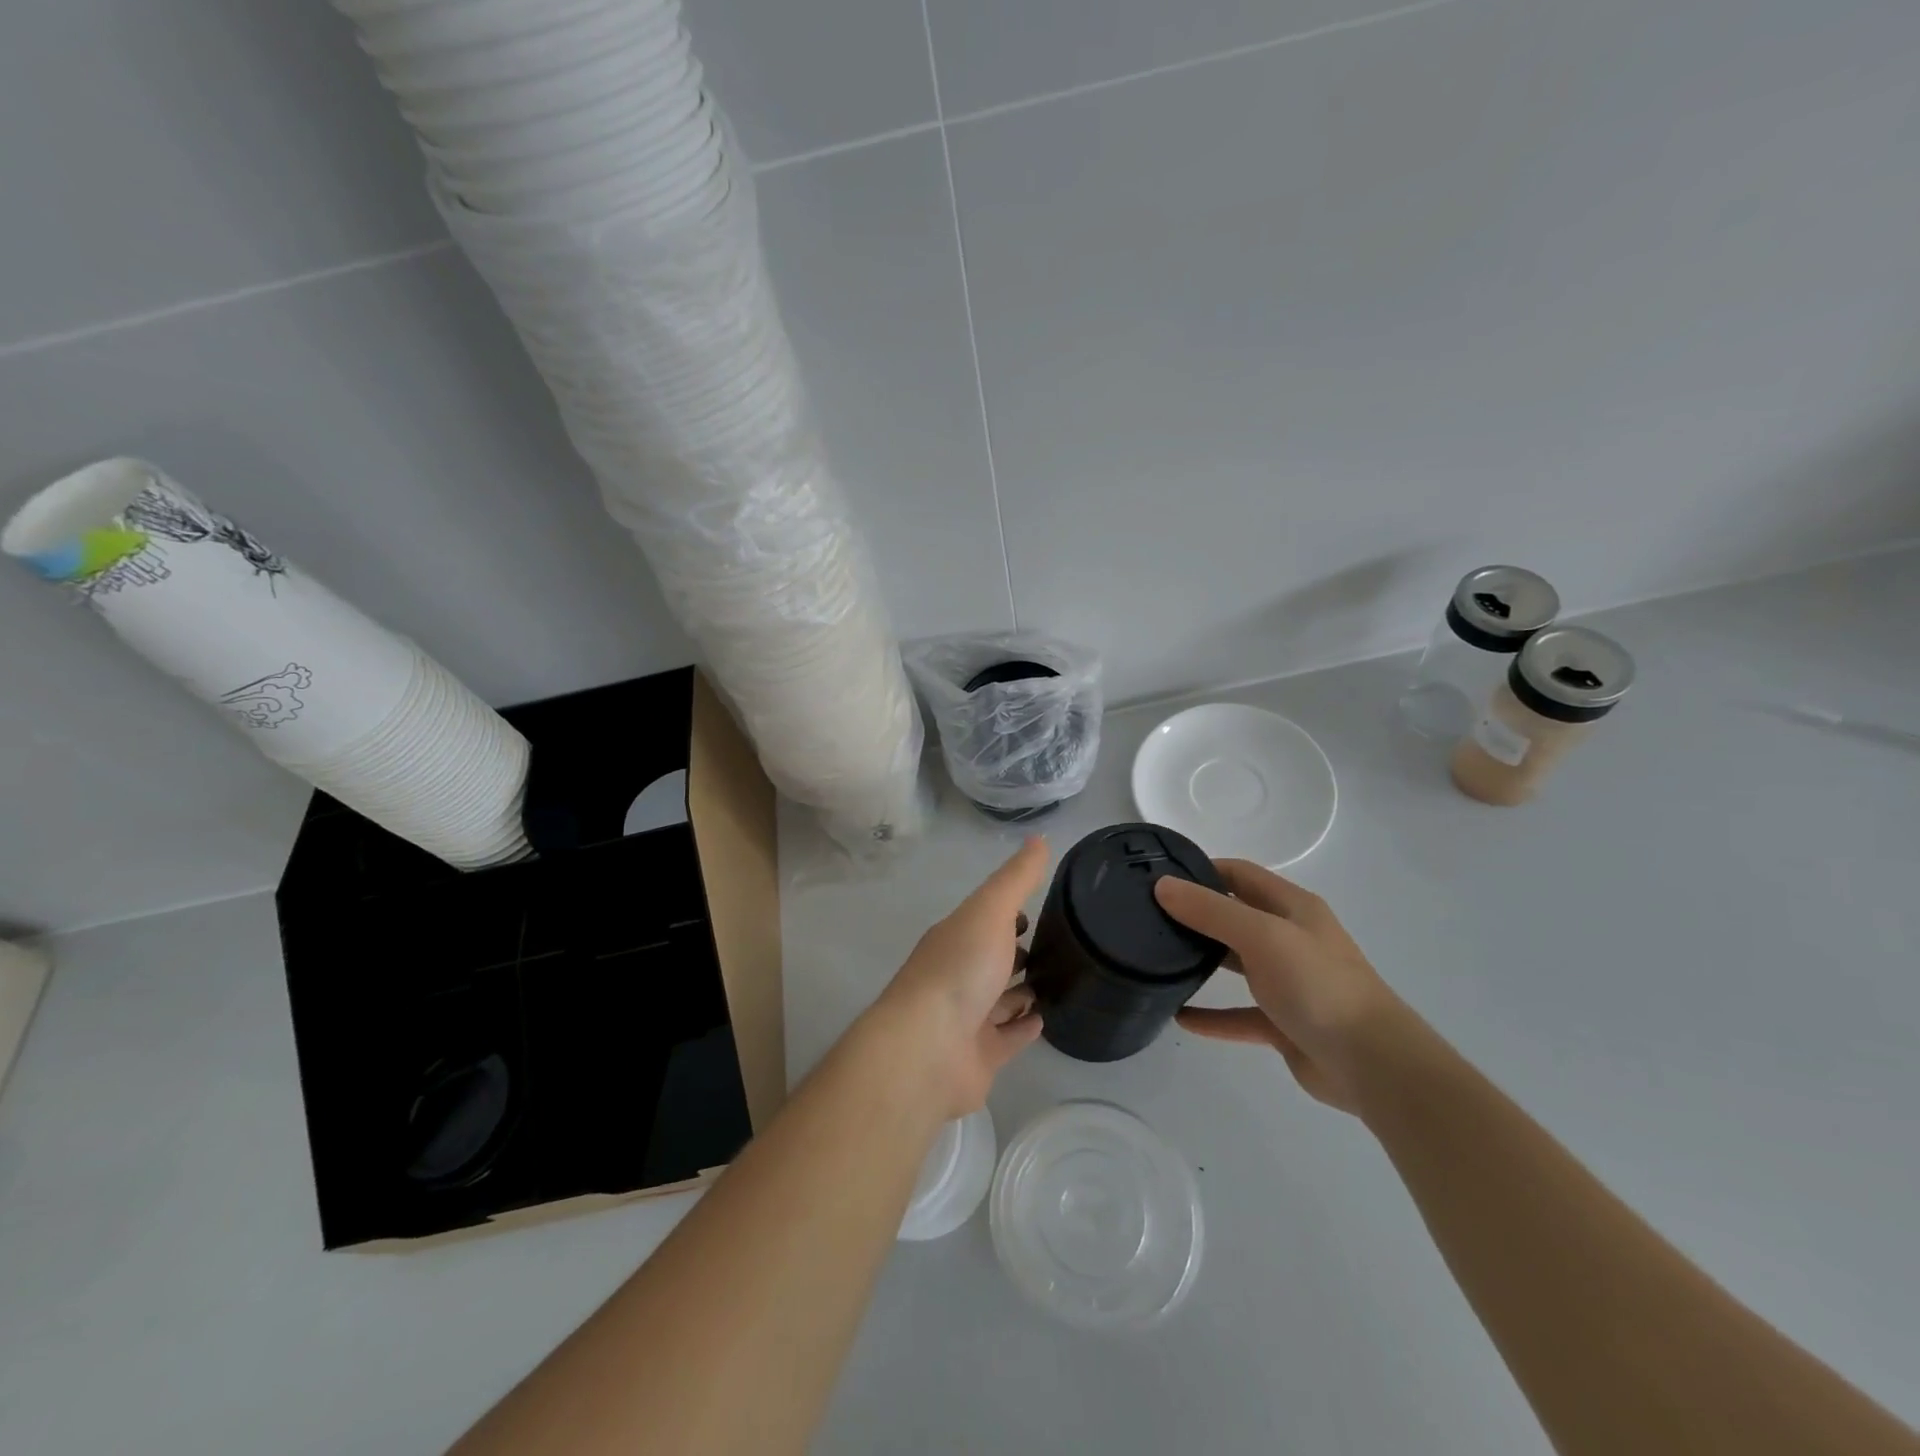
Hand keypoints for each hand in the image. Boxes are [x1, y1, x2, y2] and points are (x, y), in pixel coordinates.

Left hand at [867, 837, 1048, 1119]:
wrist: (928, 1048)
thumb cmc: (959, 969)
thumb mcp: (990, 911)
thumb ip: (1016, 879)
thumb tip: (1039, 838)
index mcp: (956, 938)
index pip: (987, 920)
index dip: (1011, 912)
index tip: (1042, 907)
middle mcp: (960, 975)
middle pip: (994, 960)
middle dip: (1020, 952)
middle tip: (1060, 946)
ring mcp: (968, 1017)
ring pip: (1003, 999)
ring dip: (1026, 991)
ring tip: (1063, 980)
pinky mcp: (981, 1055)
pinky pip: (1008, 1037)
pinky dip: (1025, 1027)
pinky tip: (1047, 1019)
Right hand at [1155, 861, 1407, 1113]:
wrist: (1373, 1065)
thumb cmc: (1318, 985)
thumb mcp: (1262, 936)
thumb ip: (1211, 911)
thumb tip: (1162, 885)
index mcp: (1293, 908)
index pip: (1240, 874)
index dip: (1202, 869)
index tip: (1160, 876)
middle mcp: (1291, 939)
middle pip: (1235, 917)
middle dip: (1196, 914)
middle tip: (1149, 917)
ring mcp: (1289, 983)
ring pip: (1236, 964)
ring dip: (1202, 962)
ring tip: (1159, 959)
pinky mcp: (1284, 1024)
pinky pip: (1239, 1014)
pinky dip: (1212, 1015)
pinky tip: (1181, 1016)